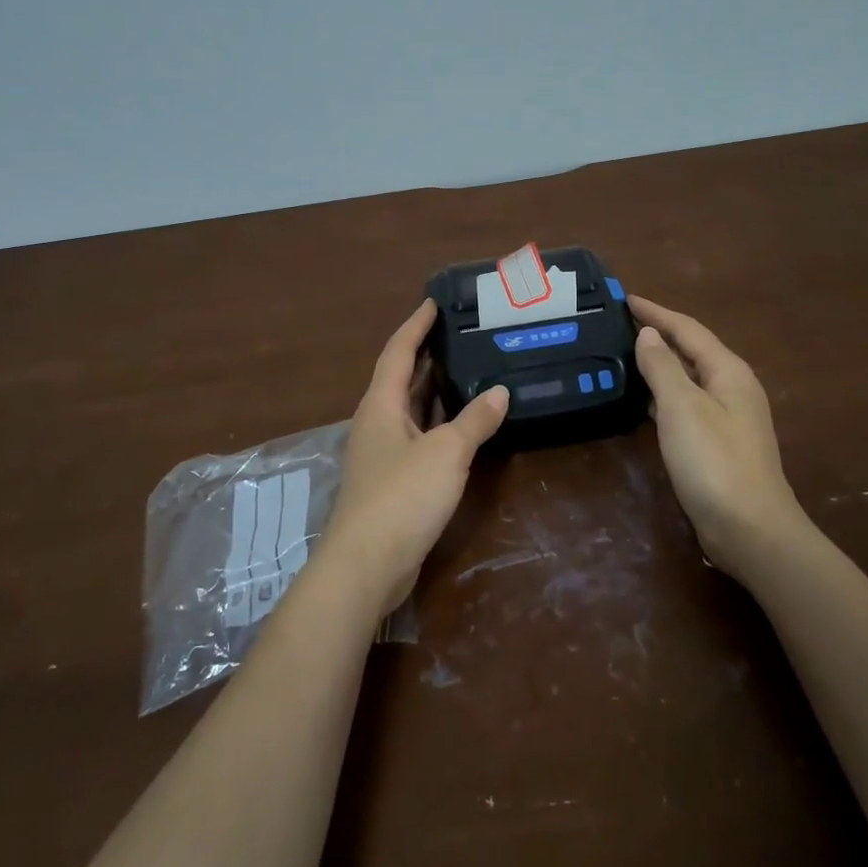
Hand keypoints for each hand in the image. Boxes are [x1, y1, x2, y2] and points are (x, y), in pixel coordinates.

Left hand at [324, 300, 508, 614]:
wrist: (367, 564)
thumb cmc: (402, 495)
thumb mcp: (446, 452)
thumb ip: (474, 420)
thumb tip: (500, 391)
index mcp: (381, 404)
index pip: (398, 351)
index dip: (416, 325)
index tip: (434, 302)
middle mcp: (377, 421)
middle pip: (401, 377)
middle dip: (427, 354)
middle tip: (460, 333)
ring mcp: (382, 452)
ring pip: (410, 409)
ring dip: (434, 389)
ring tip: (468, 368)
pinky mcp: (392, 480)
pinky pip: (417, 436)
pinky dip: (439, 423)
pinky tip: (463, 424)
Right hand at [630, 296, 806, 580]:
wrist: (750, 530)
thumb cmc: (714, 461)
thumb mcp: (682, 407)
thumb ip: (662, 366)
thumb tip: (648, 333)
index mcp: (728, 371)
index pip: (687, 329)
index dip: (656, 312)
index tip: (625, 299)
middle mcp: (732, 387)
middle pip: (691, 350)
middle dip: (658, 334)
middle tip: (620, 324)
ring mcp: (728, 417)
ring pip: (689, 378)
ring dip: (660, 363)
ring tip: (625, 355)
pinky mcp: (719, 443)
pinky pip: (687, 404)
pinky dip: (664, 394)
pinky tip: (643, 401)